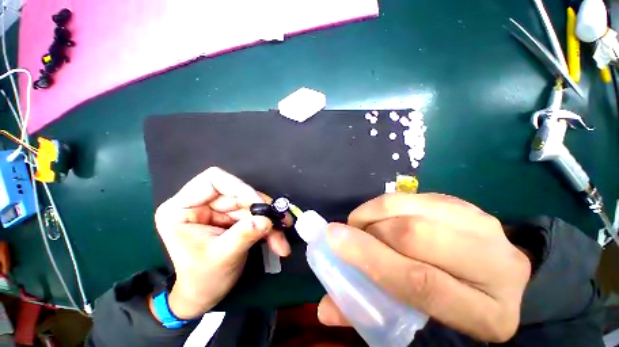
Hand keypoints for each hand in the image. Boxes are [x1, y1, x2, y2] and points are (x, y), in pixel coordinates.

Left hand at [153, 167, 290, 318]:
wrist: (205, 295)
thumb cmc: (202, 279)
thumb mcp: (221, 258)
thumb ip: (244, 235)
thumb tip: (266, 220)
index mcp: (182, 208)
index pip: (214, 179)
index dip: (240, 187)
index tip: (259, 204)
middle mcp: (202, 204)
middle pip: (240, 193)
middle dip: (262, 210)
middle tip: (281, 222)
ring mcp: (220, 210)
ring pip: (252, 204)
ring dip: (269, 220)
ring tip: (281, 238)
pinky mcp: (233, 217)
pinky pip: (256, 214)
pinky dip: (269, 226)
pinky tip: (278, 240)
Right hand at [317, 193, 530, 342]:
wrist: (488, 278)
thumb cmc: (447, 308)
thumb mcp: (414, 323)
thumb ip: (365, 314)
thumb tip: (324, 309)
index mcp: (487, 315)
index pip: (420, 282)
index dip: (369, 256)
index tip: (334, 237)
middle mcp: (496, 266)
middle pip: (416, 235)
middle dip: (371, 231)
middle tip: (352, 233)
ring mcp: (484, 227)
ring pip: (412, 209)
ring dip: (375, 212)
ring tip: (364, 224)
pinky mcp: (466, 205)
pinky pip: (413, 197)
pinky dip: (387, 204)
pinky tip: (382, 216)